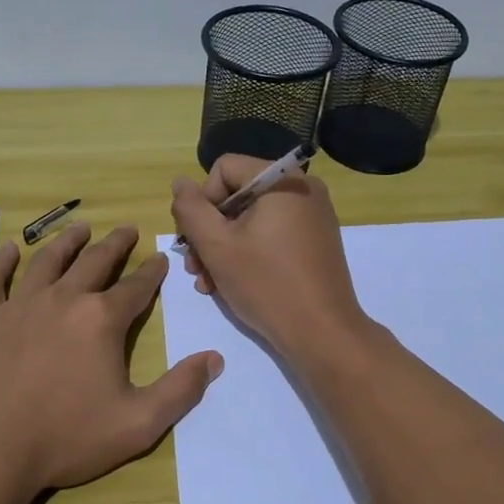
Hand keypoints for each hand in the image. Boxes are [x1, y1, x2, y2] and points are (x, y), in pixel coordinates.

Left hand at [0, 223, 222, 500]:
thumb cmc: (66, 439)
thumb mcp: (137, 424)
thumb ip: (180, 390)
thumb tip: (215, 358)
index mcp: (101, 320)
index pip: (136, 287)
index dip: (151, 271)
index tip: (159, 257)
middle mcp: (63, 299)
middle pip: (94, 262)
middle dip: (115, 244)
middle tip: (126, 229)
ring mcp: (18, 305)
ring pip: (47, 261)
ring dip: (66, 242)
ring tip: (80, 228)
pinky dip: (2, 261)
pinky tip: (9, 251)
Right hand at [170, 156, 369, 360]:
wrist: (323, 334)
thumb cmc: (266, 284)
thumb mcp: (216, 245)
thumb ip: (190, 209)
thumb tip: (180, 183)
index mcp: (282, 179)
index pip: (224, 169)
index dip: (202, 202)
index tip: (196, 240)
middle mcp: (302, 188)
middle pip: (237, 195)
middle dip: (209, 231)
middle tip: (194, 268)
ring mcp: (313, 216)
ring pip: (251, 219)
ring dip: (223, 247)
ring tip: (207, 283)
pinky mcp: (315, 241)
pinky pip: (271, 234)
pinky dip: (248, 253)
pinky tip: (230, 283)